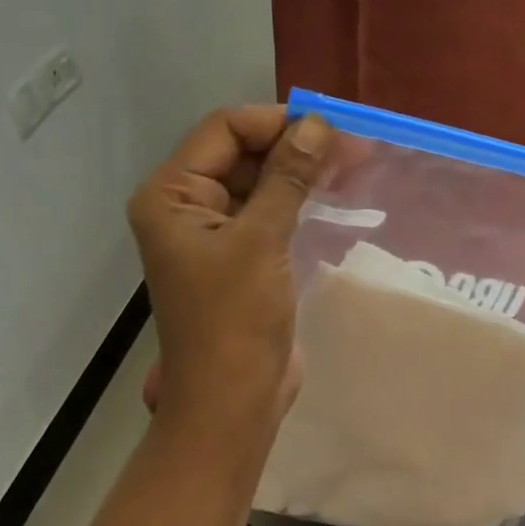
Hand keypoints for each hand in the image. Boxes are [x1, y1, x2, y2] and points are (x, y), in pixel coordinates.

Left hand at [128, 106, 332, 425]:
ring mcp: (214, 230)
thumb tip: (318, 124)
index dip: (276, 123)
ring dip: (302, 170)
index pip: (224, 131)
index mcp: (171, 196)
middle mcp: (186, 205)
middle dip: (294, 145)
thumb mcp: (261, 241)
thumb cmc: (235, 321)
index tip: (329, 129)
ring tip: (353, 164)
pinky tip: (335, 193)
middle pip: (242, 151)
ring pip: (260, 178)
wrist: (232, 402)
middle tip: (352, 147)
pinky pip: (270, 208)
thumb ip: (288, 177)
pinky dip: (300, 197)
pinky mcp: (241, 253)